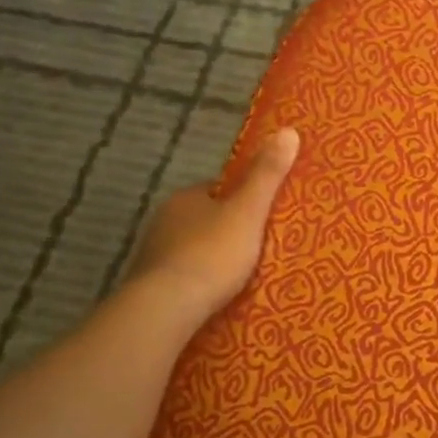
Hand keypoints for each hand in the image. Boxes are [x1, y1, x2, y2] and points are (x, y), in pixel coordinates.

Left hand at [129, 127, 298, 317]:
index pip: (217, 190)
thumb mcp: (248, 212)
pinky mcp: (148, 287)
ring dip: (209, 258)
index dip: (240, 199)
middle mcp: (164, 221)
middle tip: (257, 247)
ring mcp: (152, 255)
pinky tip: (214, 297)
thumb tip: (288, 130)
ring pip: (190, 249)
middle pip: (203, 220)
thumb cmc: (211, 254)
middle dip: (225, 231)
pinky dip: (196, 283)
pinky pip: (180, 277)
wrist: (165, 308)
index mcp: (186, 198)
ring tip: (239, 276)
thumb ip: (267, 175)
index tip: (262, 214)